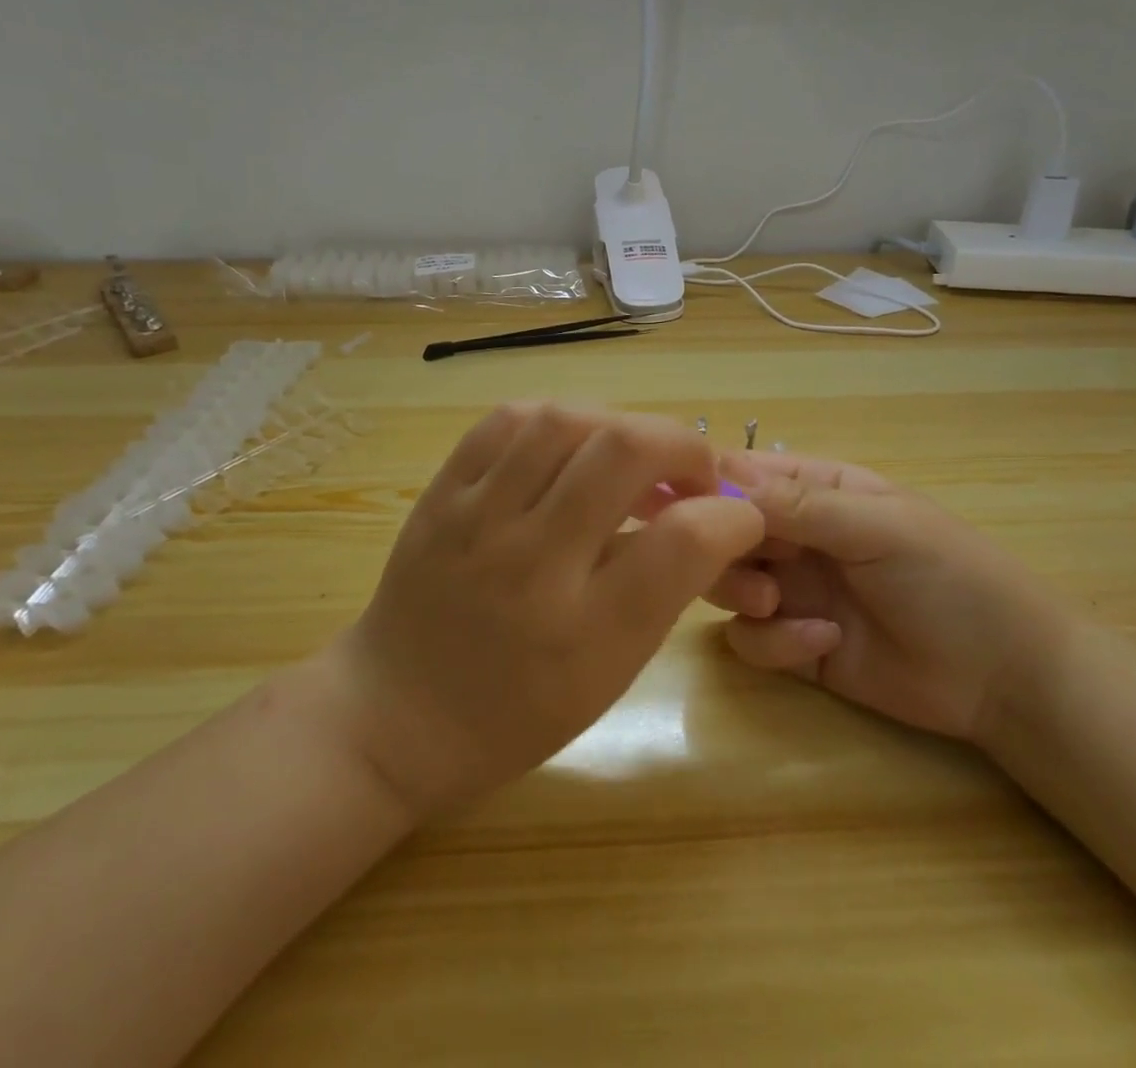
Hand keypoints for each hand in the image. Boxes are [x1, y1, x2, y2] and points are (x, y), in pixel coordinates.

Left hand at [319, 403, 764, 818]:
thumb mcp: (608, 674)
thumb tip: (709, 515)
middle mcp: (529, 564)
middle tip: (689, 472)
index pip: (682, 542)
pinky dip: (556, 419)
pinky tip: (570, 446)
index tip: (739, 516)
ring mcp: (475, 518)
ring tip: (629, 455)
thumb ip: (663, 590)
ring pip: (565, 420)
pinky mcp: (440, 492)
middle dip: (682, 445)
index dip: (731, 516)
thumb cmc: (515, 712)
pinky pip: (507, 420)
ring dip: (619, 425)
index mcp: (583, 633)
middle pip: (624, 451)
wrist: (396, 715)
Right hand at [708, 451, 1066, 743]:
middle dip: (721, 547)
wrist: (1003, 677)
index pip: (746, 474)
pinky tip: (821, 643)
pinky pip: (751, 640)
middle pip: (723, 531)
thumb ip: (802, 505)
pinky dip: (774, 643)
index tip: (680, 502)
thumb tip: (722, 472)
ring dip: (740, 592)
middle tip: (740, 564)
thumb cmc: (950, 577)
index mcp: (819, 492)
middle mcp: (798, 537)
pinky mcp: (796, 647)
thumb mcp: (880, 528)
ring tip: (775, 604)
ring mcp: (795, 592)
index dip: (709, 483)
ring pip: (725, 584)